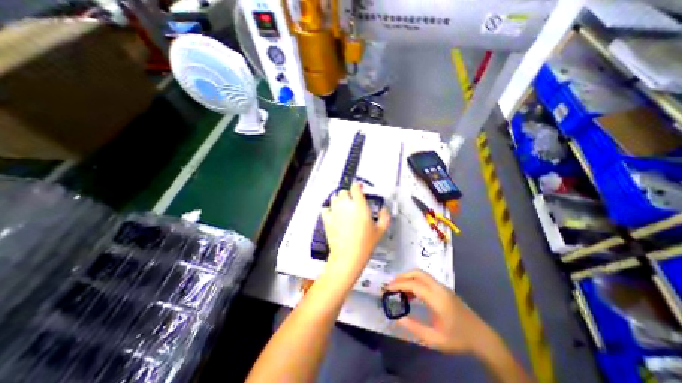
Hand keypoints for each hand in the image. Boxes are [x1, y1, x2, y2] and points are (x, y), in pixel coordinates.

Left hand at [323, 183, 391, 286]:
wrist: (348, 257)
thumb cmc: (365, 244)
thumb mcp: (380, 230)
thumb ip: (384, 217)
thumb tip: (384, 210)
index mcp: (360, 206)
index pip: (356, 187)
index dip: (358, 185)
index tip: (360, 187)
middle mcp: (346, 206)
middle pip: (343, 191)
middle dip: (348, 194)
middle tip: (353, 200)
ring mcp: (335, 212)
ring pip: (334, 198)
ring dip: (339, 200)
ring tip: (344, 207)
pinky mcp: (327, 220)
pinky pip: (325, 209)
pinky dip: (329, 209)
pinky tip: (334, 214)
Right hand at [389, 269, 499, 355]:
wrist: (481, 337)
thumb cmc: (458, 339)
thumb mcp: (435, 339)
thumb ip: (414, 328)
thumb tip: (397, 318)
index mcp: (437, 299)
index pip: (414, 284)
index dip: (399, 284)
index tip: (387, 289)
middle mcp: (439, 288)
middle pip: (417, 273)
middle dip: (402, 276)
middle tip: (392, 285)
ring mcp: (442, 287)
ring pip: (421, 274)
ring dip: (408, 277)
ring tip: (399, 288)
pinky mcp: (443, 289)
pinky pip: (425, 279)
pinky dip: (415, 281)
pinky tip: (411, 293)